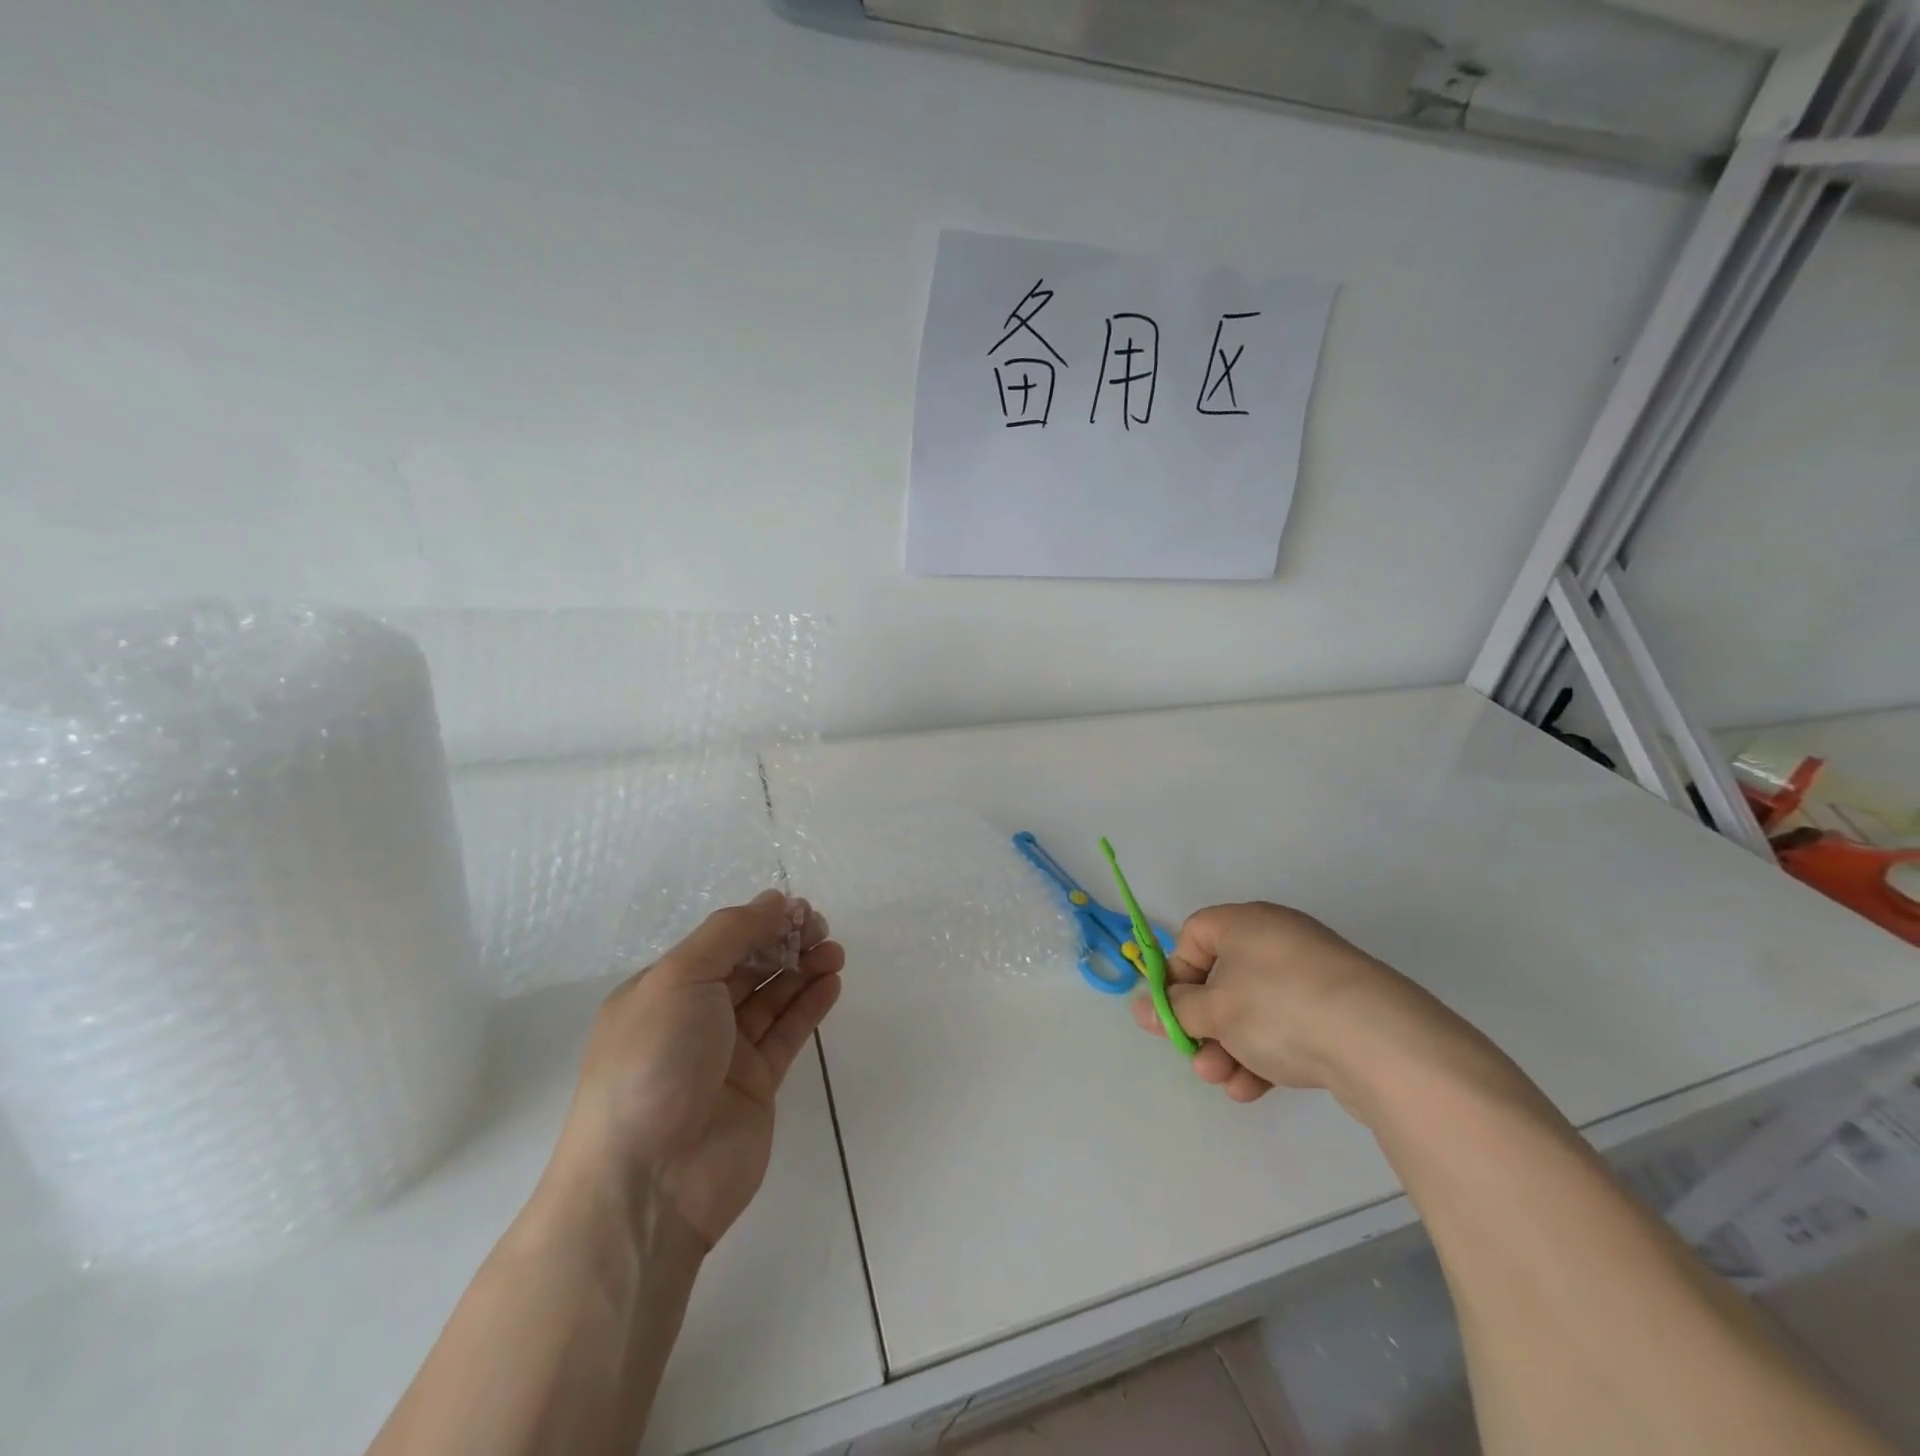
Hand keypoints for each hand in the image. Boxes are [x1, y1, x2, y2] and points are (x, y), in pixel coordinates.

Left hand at [546, 891, 844, 1250]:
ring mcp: (726, 1054)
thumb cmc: (654, 1062)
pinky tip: (832, 982)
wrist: (650, 1181)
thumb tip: (773, 900)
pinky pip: (787, 1034)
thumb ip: (729, 934)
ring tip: (835, 952)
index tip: (799, 909)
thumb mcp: (680, 978)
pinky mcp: (756, 1085)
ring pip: (772, 998)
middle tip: (821, 930)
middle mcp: (693, 1017)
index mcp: (663, 989)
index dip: (760, 922)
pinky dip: (809, 1005)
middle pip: (748, 966)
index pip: (719, 942)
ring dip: (803, 969)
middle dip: (785, 942)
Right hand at [1130, 902, 1457, 1109]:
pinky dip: (1264, 1055)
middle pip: (1222, 979)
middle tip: (1196, 1058)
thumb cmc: (1279, 1007)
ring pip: (1253, 1011)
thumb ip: (1175, 1008)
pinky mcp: (1338, 1013)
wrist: (1381, 1043)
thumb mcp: (1215, 1009)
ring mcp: (1312, 977)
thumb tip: (1141, 1007)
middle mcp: (1278, 940)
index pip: (1194, 935)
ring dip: (1229, 1048)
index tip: (1171, 1011)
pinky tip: (1253, 1089)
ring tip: (1224, 1081)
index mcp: (1246, 923)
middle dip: (1203, 1024)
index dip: (1176, 974)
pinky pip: (1286, 1028)